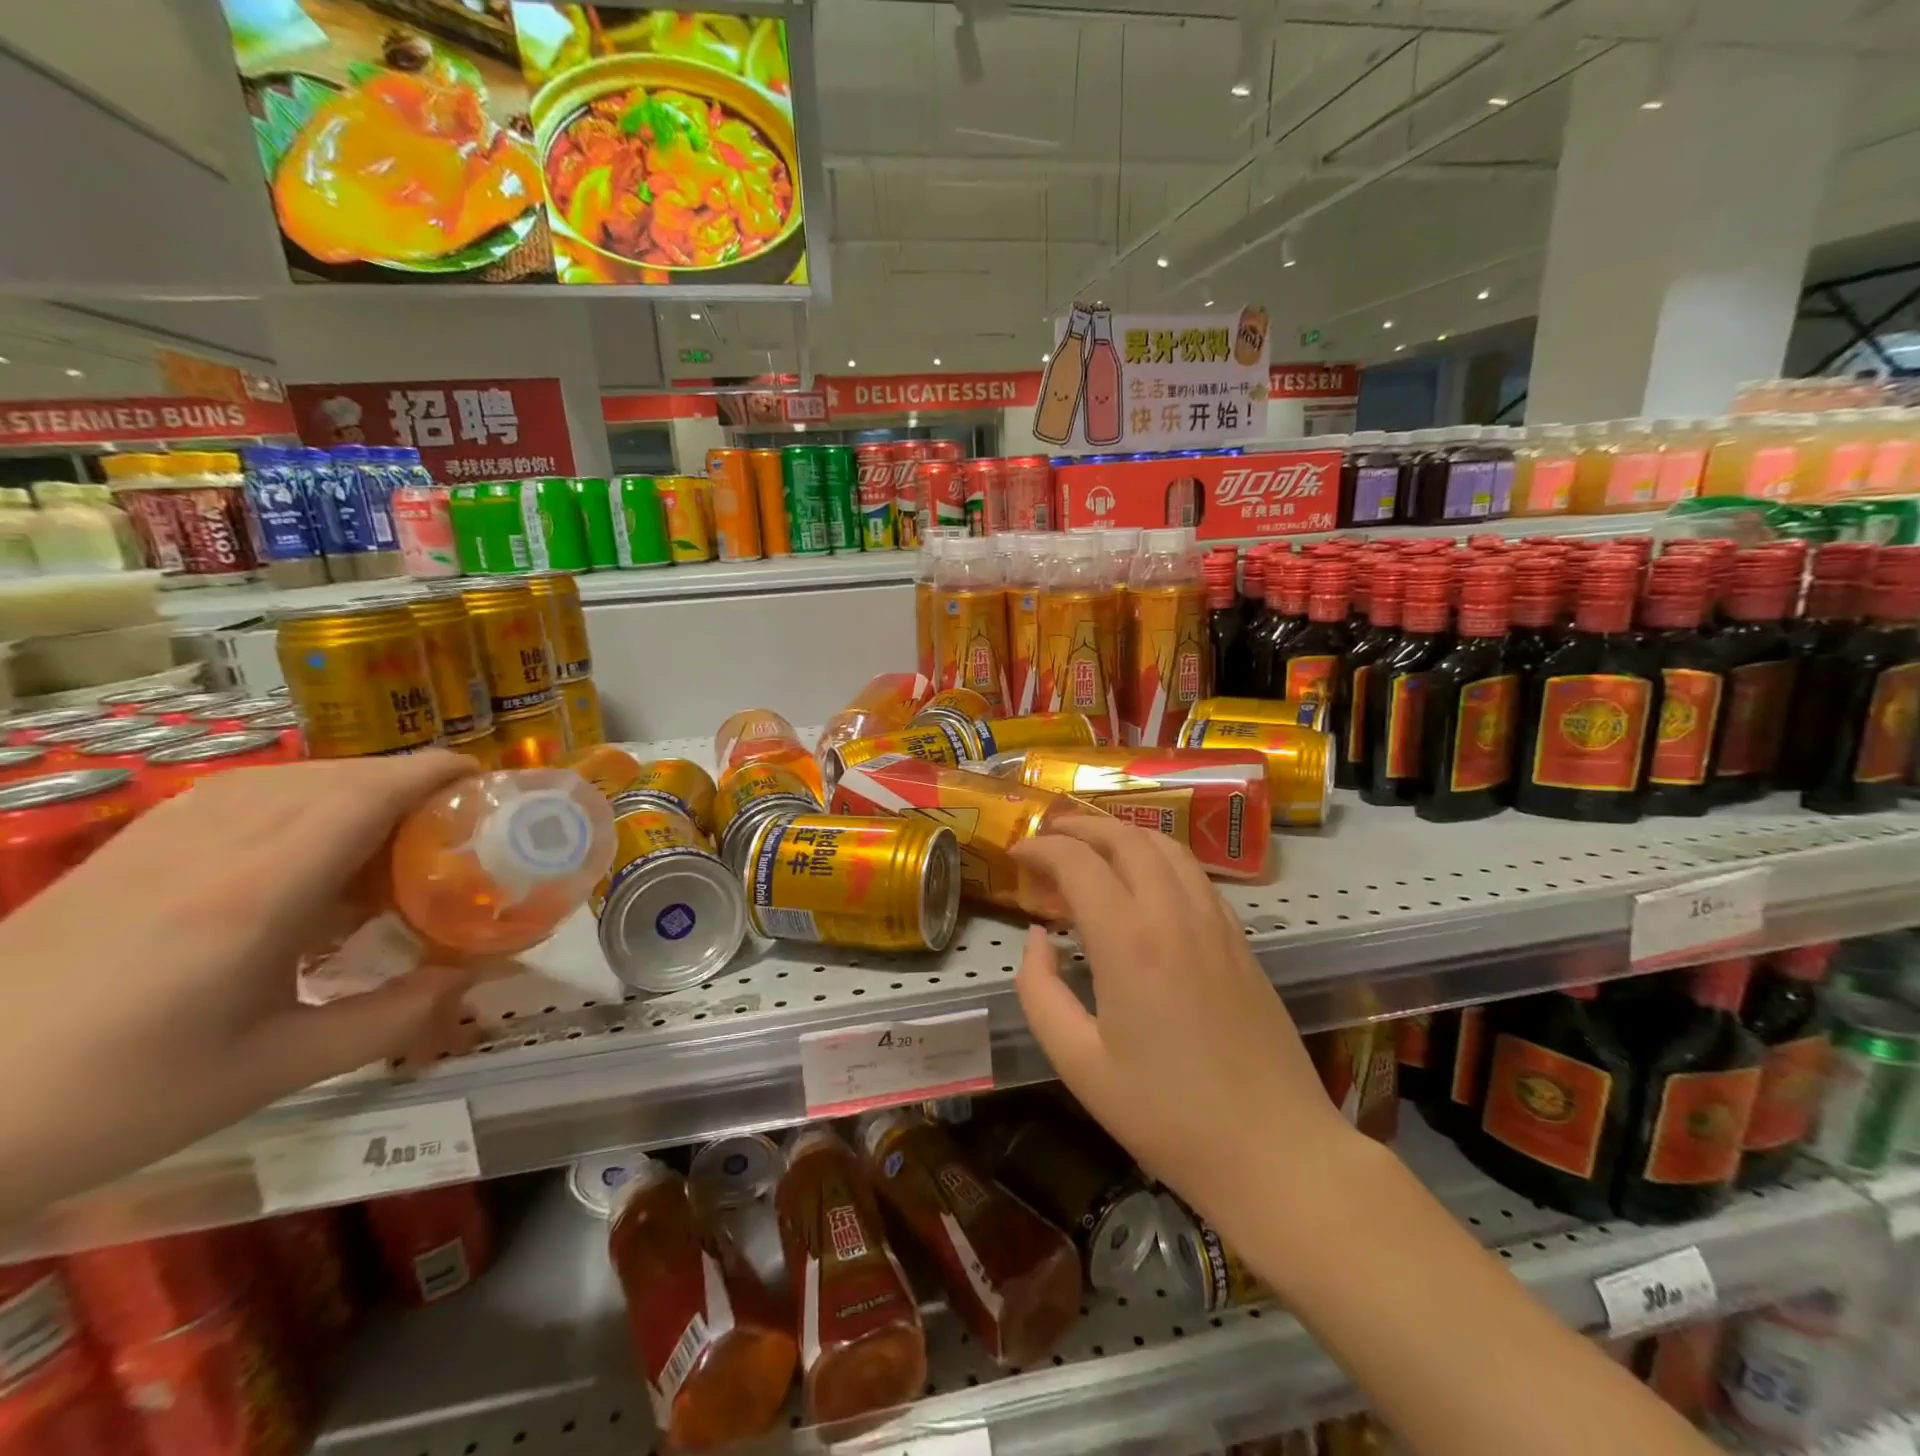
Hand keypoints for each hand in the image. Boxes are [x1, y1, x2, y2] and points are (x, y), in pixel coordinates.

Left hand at [0, 752, 481, 1228]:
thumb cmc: (112, 1098)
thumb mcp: (271, 1071)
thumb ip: (389, 1018)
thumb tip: (471, 981)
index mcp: (259, 892)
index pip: (367, 795)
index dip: (435, 774)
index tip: (486, 781)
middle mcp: (216, 845)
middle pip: (337, 777)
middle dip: (409, 782)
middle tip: (454, 823)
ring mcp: (162, 841)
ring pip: (289, 777)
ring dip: (356, 787)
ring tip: (391, 831)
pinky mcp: (128, 850)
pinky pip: (241, 793)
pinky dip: (301, 797)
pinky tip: (306, 840)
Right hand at [1010, 817, 1356, 1225]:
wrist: (1275, 1151)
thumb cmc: (1167, 1115)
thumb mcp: (1079, 1064)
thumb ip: (1041, 991)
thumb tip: (1037, 938)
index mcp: (1128, 941)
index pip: (1077, 862)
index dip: (1040, 848)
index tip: (1016, 854)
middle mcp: (1173, 914)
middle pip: (1124, 839)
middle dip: (1078, 827)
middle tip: (1046, 838)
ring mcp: (1215, 921)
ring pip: (1165, 847)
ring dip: (1121, 835)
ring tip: (1091, 848)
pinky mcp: (1240, 938)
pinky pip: (1194, 874)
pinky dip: (1158, 858)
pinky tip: (1144, 882)